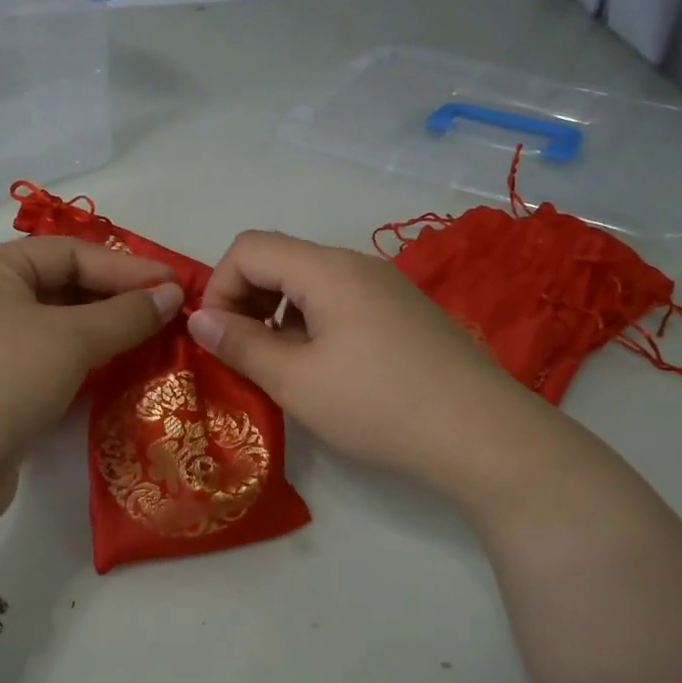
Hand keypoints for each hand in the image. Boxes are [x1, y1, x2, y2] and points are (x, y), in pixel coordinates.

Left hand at [0, 238, 183, 541]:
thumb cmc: (4, 382)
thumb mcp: (71, 340)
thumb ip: (127, 314)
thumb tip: (174, 295)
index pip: (69, 253)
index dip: (126, 267)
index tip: (175, 285)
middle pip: (62, 283)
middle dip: (116, 297)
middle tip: (166, 312)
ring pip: (56, 322)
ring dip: (103, 327)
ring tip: (150, 336)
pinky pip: (46, 353)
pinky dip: (82, 354)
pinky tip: (114, 364)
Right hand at [187, 231, 526, 501]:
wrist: (482, 435)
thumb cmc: (378, 405)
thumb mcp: (296, 381)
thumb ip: (241, 345)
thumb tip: (199, 319)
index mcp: (326, 269)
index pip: (249, 247)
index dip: (219, 287)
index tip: (217, 338)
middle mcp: (356, 264)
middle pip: (280, 260)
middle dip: (246, 300)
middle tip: (242, 355)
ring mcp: (386, 287)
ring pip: (310, 283)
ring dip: (278, 316)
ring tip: (279, 368)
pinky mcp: (404, 313)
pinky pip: (341, 302)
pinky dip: (312, 325)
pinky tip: (323, 371)